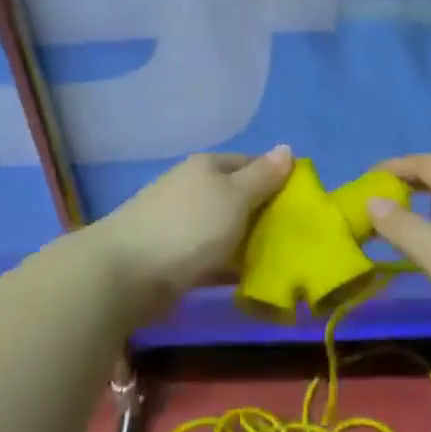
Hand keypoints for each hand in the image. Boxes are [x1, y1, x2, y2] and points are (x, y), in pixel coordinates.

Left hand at [92, 147, 294, 321]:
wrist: (125, 273)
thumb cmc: (189, 226)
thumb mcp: (235, 196)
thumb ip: (263, 176)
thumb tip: (286, 148)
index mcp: (209, 167)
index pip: (253, 163)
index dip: (279, 179)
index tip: (305, 204)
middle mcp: (194, 189)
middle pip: (241, 197)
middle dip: (268, 216)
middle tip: (299, 239)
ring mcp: (182, 224)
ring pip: (228, 229)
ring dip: (251, 244)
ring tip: (283, 265)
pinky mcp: (175, 257)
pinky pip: (213, 258)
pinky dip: (231, 267)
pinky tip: (252, 282)